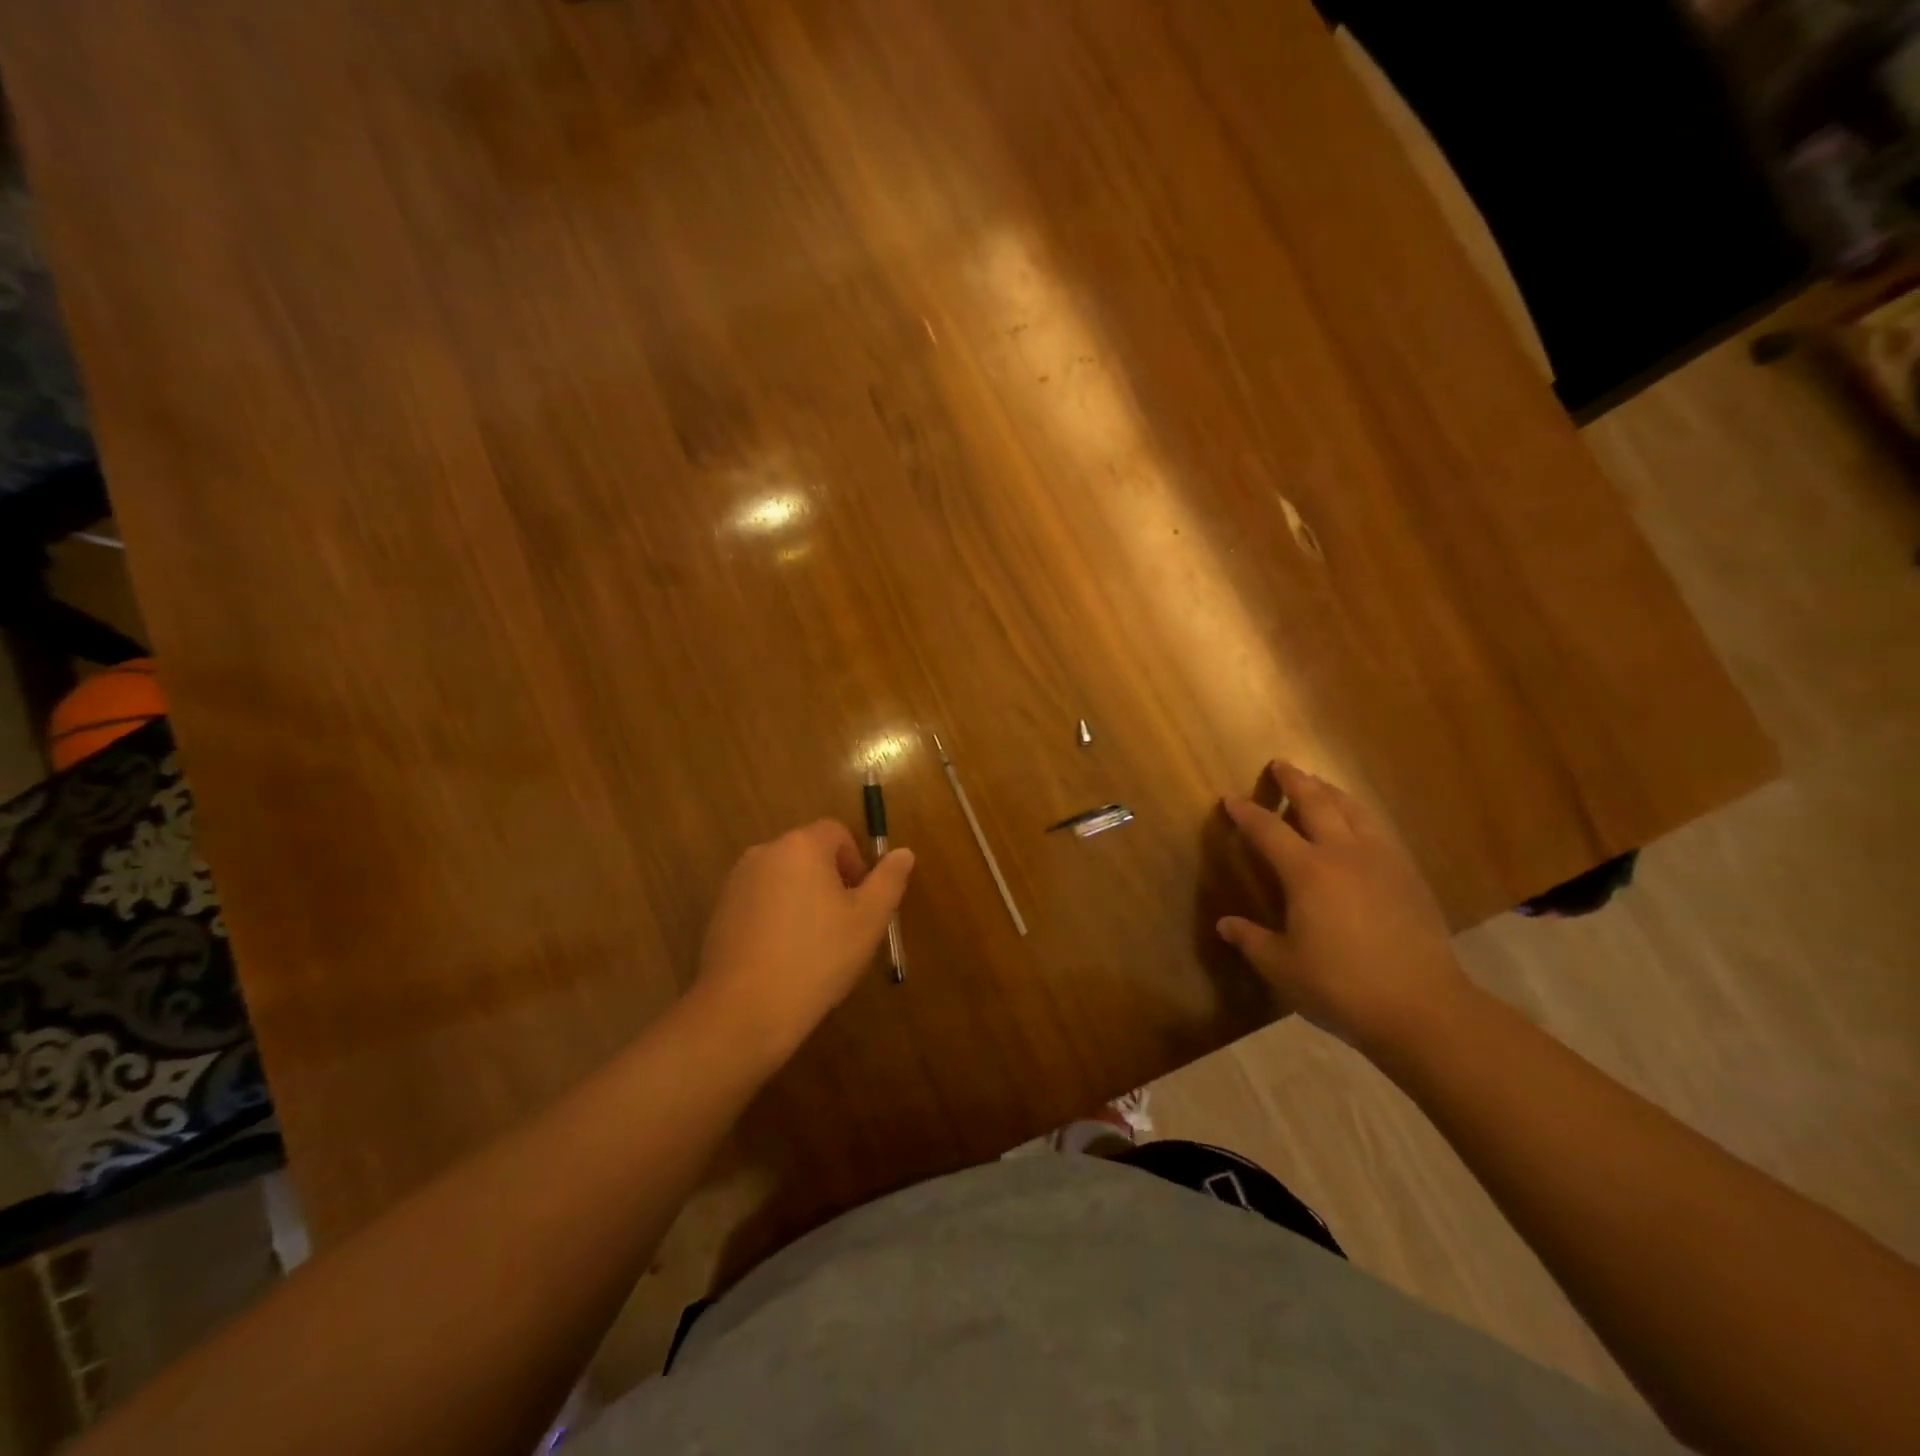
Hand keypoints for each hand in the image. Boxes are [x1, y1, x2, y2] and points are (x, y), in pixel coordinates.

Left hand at [691, 820, 914, 1064]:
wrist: (744, 1010)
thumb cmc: (817, 957)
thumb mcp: (868, 920)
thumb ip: (889, 880)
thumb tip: (903, 853)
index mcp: (801, 846)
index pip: (836, 833)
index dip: (856, 862)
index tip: (861, 901)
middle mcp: (764, 853)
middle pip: (808, 854)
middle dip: (830, 882)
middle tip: (843, 926)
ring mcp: (736, 883)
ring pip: (783, 880)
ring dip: (803, 900)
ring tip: (814, 946)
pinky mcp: (720, 913)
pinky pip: (760, 903)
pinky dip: (776, 919)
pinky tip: (783, 958)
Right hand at [1216, 762, 1473, 1055]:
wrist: (1423, 1009)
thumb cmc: (1341, 987)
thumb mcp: (1282, 967)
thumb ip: (1251, 941)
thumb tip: (1226, 925)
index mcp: (1307, 872)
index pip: (1268, 830)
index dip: (1247, 813)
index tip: (1231, 799)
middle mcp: (1344, 854)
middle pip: (1317, 803)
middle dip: (1295, 781)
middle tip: (1281, 764)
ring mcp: (1383, 861)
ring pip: (1355, 810)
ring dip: (1332, 791)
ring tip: (1319, 784)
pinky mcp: (1409, 876)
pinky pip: (1380, 830)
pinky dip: (1361, 815)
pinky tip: (1359, 825)